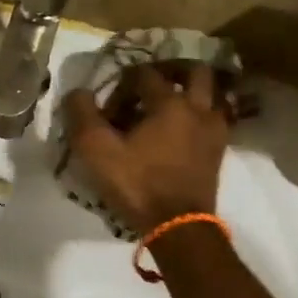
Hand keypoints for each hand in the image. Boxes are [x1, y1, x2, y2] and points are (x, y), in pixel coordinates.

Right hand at [62, 63, 230, 233]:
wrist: (178, 225)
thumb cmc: (137, 185)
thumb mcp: (96, 151)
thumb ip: (82, 115)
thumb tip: (78, 92)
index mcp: (169, 103)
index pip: (144, 74)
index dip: (122, 84)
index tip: (109, 106)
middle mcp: (198, 108)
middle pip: (193, 72)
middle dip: (171, 72)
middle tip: (150, 86)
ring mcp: (214, 130)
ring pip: (210, 95)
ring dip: (190, 93)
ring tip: (168, 107)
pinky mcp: (219, 152)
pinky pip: (214, 121)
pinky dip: (199, 117)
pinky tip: (182, 132)